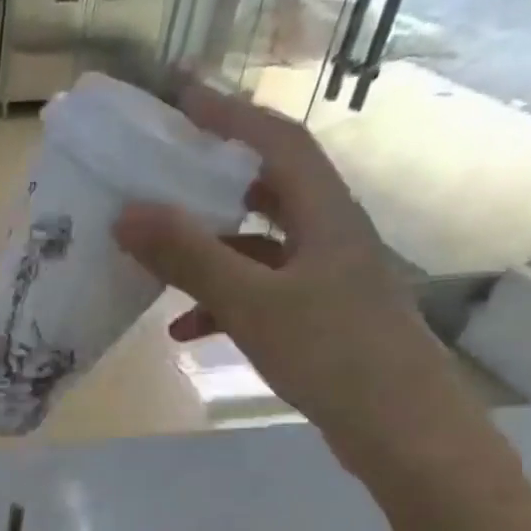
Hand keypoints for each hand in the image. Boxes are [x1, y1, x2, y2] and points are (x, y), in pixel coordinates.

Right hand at [112, 80, 488, 483]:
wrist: (403, 432)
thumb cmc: (333, 354)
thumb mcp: (252, 303)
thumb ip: (190, 257)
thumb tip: (127, 213)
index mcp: (324, 215)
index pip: (276, 142)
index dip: (229, 115)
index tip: (180, 98)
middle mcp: (328, 237)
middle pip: (266, 190)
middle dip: (211, 182)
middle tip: (160, 178)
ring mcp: (325, 281)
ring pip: (257, 248)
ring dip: (207, 252)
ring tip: (156, 261)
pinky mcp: (317, 320)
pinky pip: (258, 295)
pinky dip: (219, 304)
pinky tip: (184, 330)